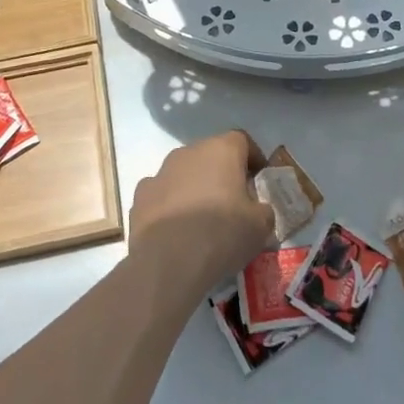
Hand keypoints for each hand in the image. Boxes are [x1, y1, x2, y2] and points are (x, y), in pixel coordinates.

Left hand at [129, 131, 274, 295]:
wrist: (168, 262)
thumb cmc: (222, 234)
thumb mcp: (261, 225)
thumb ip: (263, 209)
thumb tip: (256, 210)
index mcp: (221, 150)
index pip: (242, 140)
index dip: (253, 158)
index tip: (259, 180)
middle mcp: (188, 152)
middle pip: (211, 155)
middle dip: (223, 174)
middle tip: (233, 203)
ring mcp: (160, 172)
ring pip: (184, 174)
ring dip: (195, 188)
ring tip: (202, 221)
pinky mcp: (140, 197)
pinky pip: (162, 194)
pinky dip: (171, 206)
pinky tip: (176, 230)